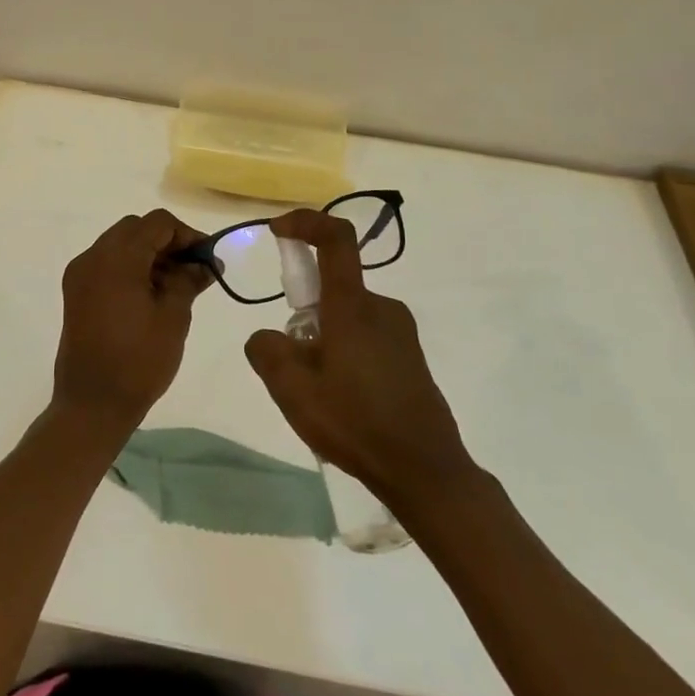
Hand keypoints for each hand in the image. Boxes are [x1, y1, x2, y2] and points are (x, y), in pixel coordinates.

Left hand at [52, 209, 210, 432]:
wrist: (91, 404)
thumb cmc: (138, 361)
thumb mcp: (173, 317)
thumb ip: (189, 280)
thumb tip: (206, 264)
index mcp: (117, 258)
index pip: (157, 223)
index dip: (186, 234)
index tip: (207, 258)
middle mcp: (93, 256)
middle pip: (136, 228)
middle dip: (167, 242)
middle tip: (193, 269)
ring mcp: (80, 273)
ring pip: (120, 244)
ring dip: (148, 253)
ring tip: (175, 284)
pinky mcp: (76, 291)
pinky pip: (107, 263)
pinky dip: (130, 267)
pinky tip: (150, 293)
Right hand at [245, 209, 473, 505]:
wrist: (427, 473)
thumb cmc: (357, 423)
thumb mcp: (293, 391)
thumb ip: (267, 351)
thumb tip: (267, 337)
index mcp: (354, 306)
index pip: (335, 239)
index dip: (306, 222)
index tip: (278, 231)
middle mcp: (381, 308)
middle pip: (332, 287)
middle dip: (304, 314)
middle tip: (292, 365)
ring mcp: (400, 332)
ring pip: (346, 317)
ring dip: (324, 340)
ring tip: (318, 394)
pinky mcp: (410, 356)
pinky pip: (364, 337)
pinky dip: (344, 353)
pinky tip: (344, 402)